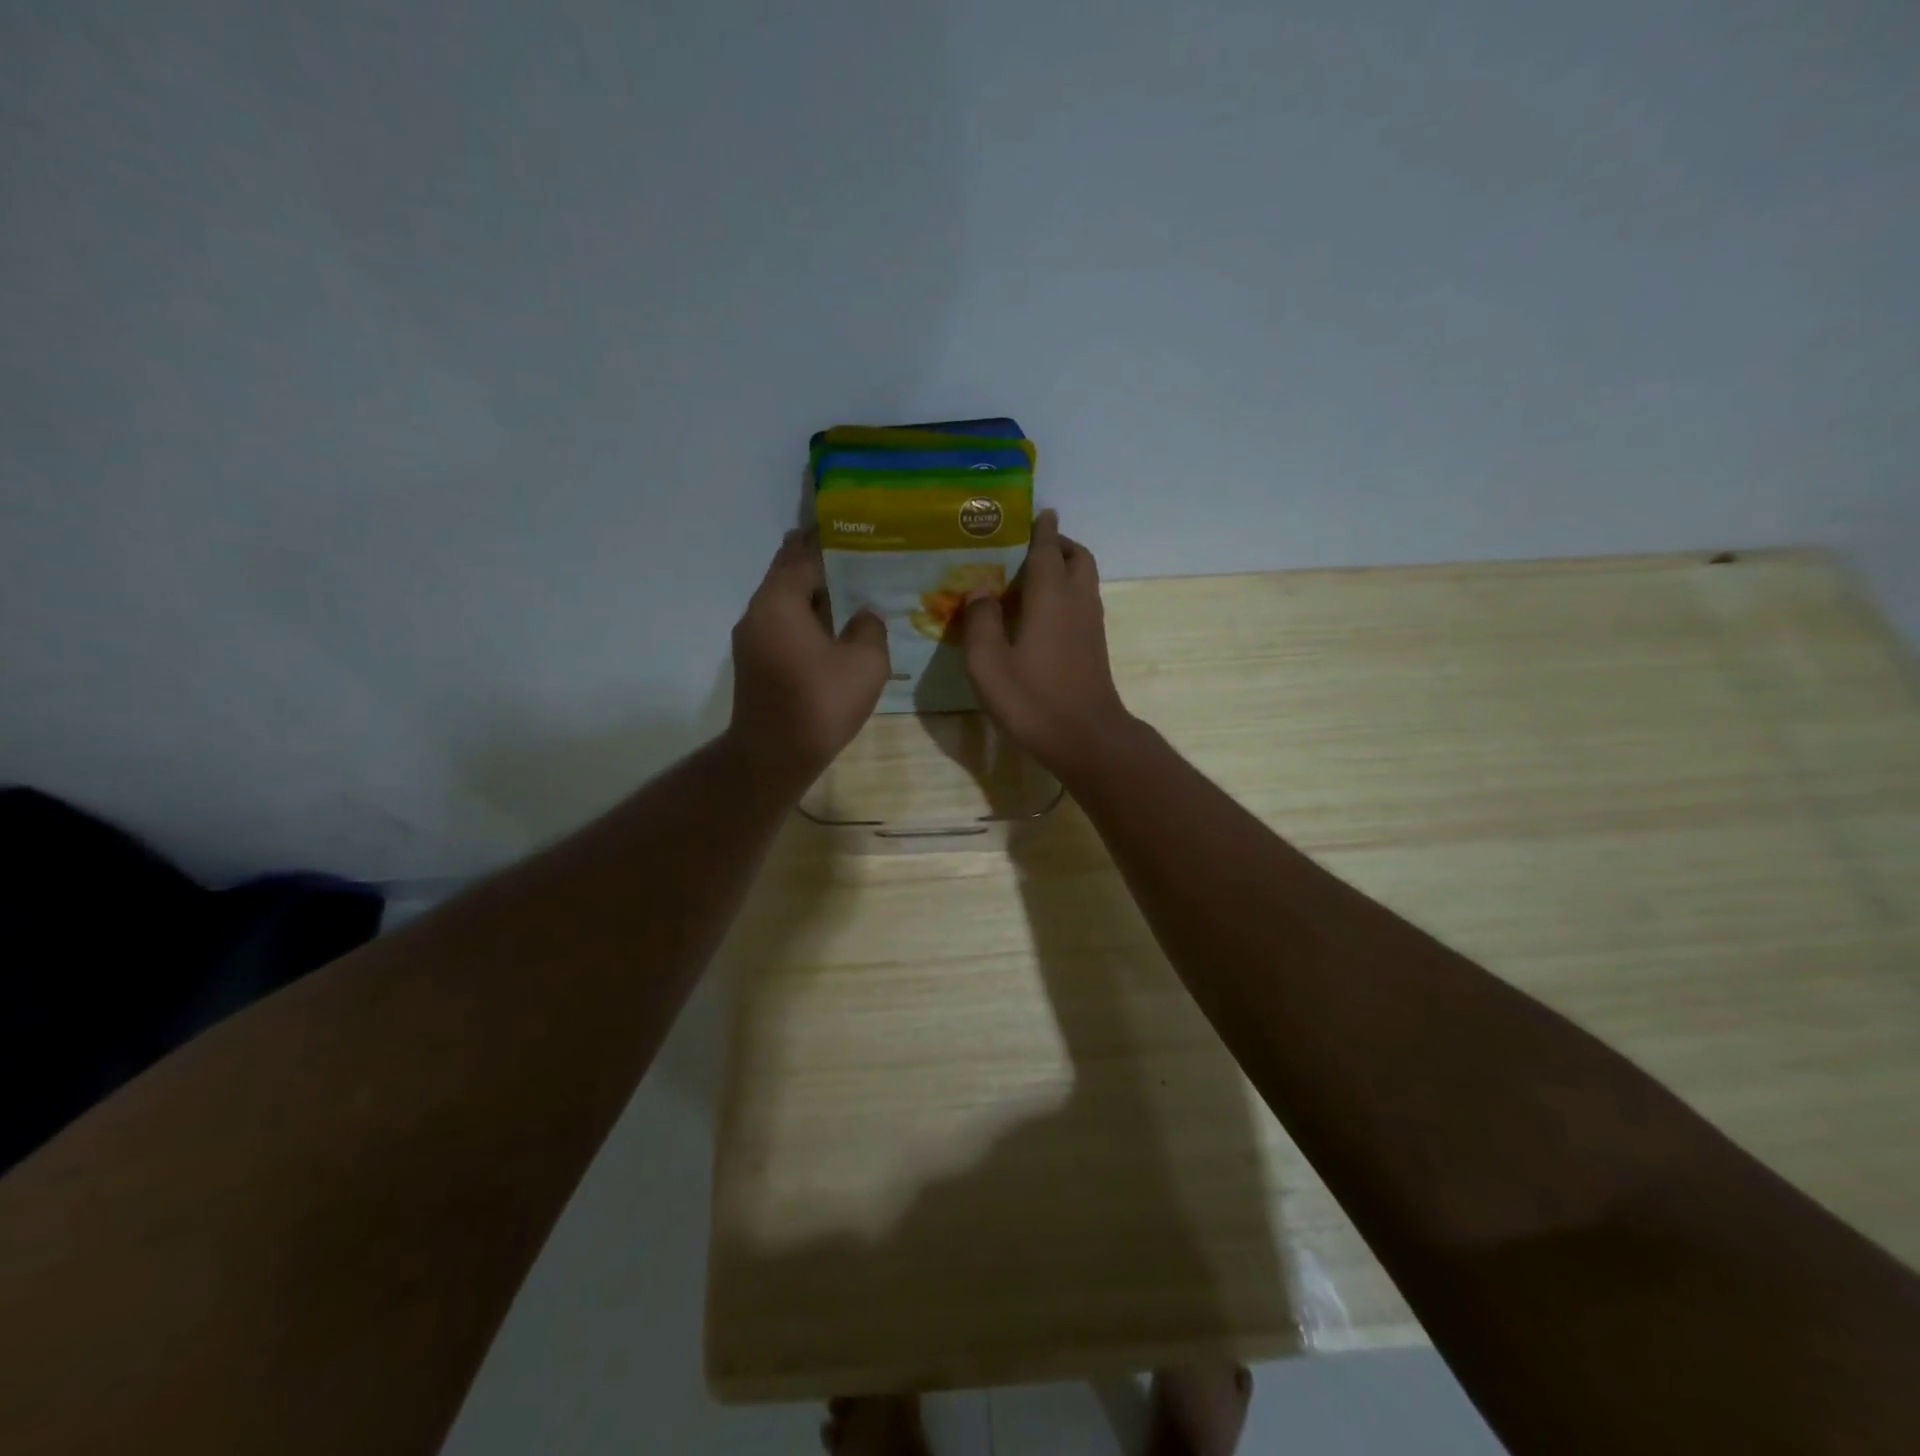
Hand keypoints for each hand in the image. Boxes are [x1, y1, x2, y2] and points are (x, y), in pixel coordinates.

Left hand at [727, 531, 889, 794]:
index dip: (828, 542)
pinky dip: (803, 616)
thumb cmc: (820, 703)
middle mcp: (757, 612)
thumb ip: (870, 628)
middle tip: (852, 554)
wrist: (773, 756)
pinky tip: (831, 627)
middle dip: (815, 562)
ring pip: (782, 601)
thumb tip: (864, 616)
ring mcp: (750, 639)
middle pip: (786, 574)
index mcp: (779, 601)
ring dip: (810, 592)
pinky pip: (781, 624)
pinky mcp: (754, 662)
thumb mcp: (865, 662)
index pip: (803, 556)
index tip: (851, 530)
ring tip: (847, 588)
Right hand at [958, 510, 1132, 775]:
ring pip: (1085, 579)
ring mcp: (1091, 624)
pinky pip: (1084, 601)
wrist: (1085, 737)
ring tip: (1034, 576)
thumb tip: (979, 590)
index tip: (1038, 511)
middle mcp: (1077, 601)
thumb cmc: (1033, 699)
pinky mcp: (1095, 645)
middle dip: (1059, 544)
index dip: (1042, 529)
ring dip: (1066, 567)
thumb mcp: (989, 664)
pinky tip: (1043, 612)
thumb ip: (980, 622)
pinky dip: (1068, 591)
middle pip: (1078, 557)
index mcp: (1050, 597)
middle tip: (1031, 545)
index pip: (1047, 550)